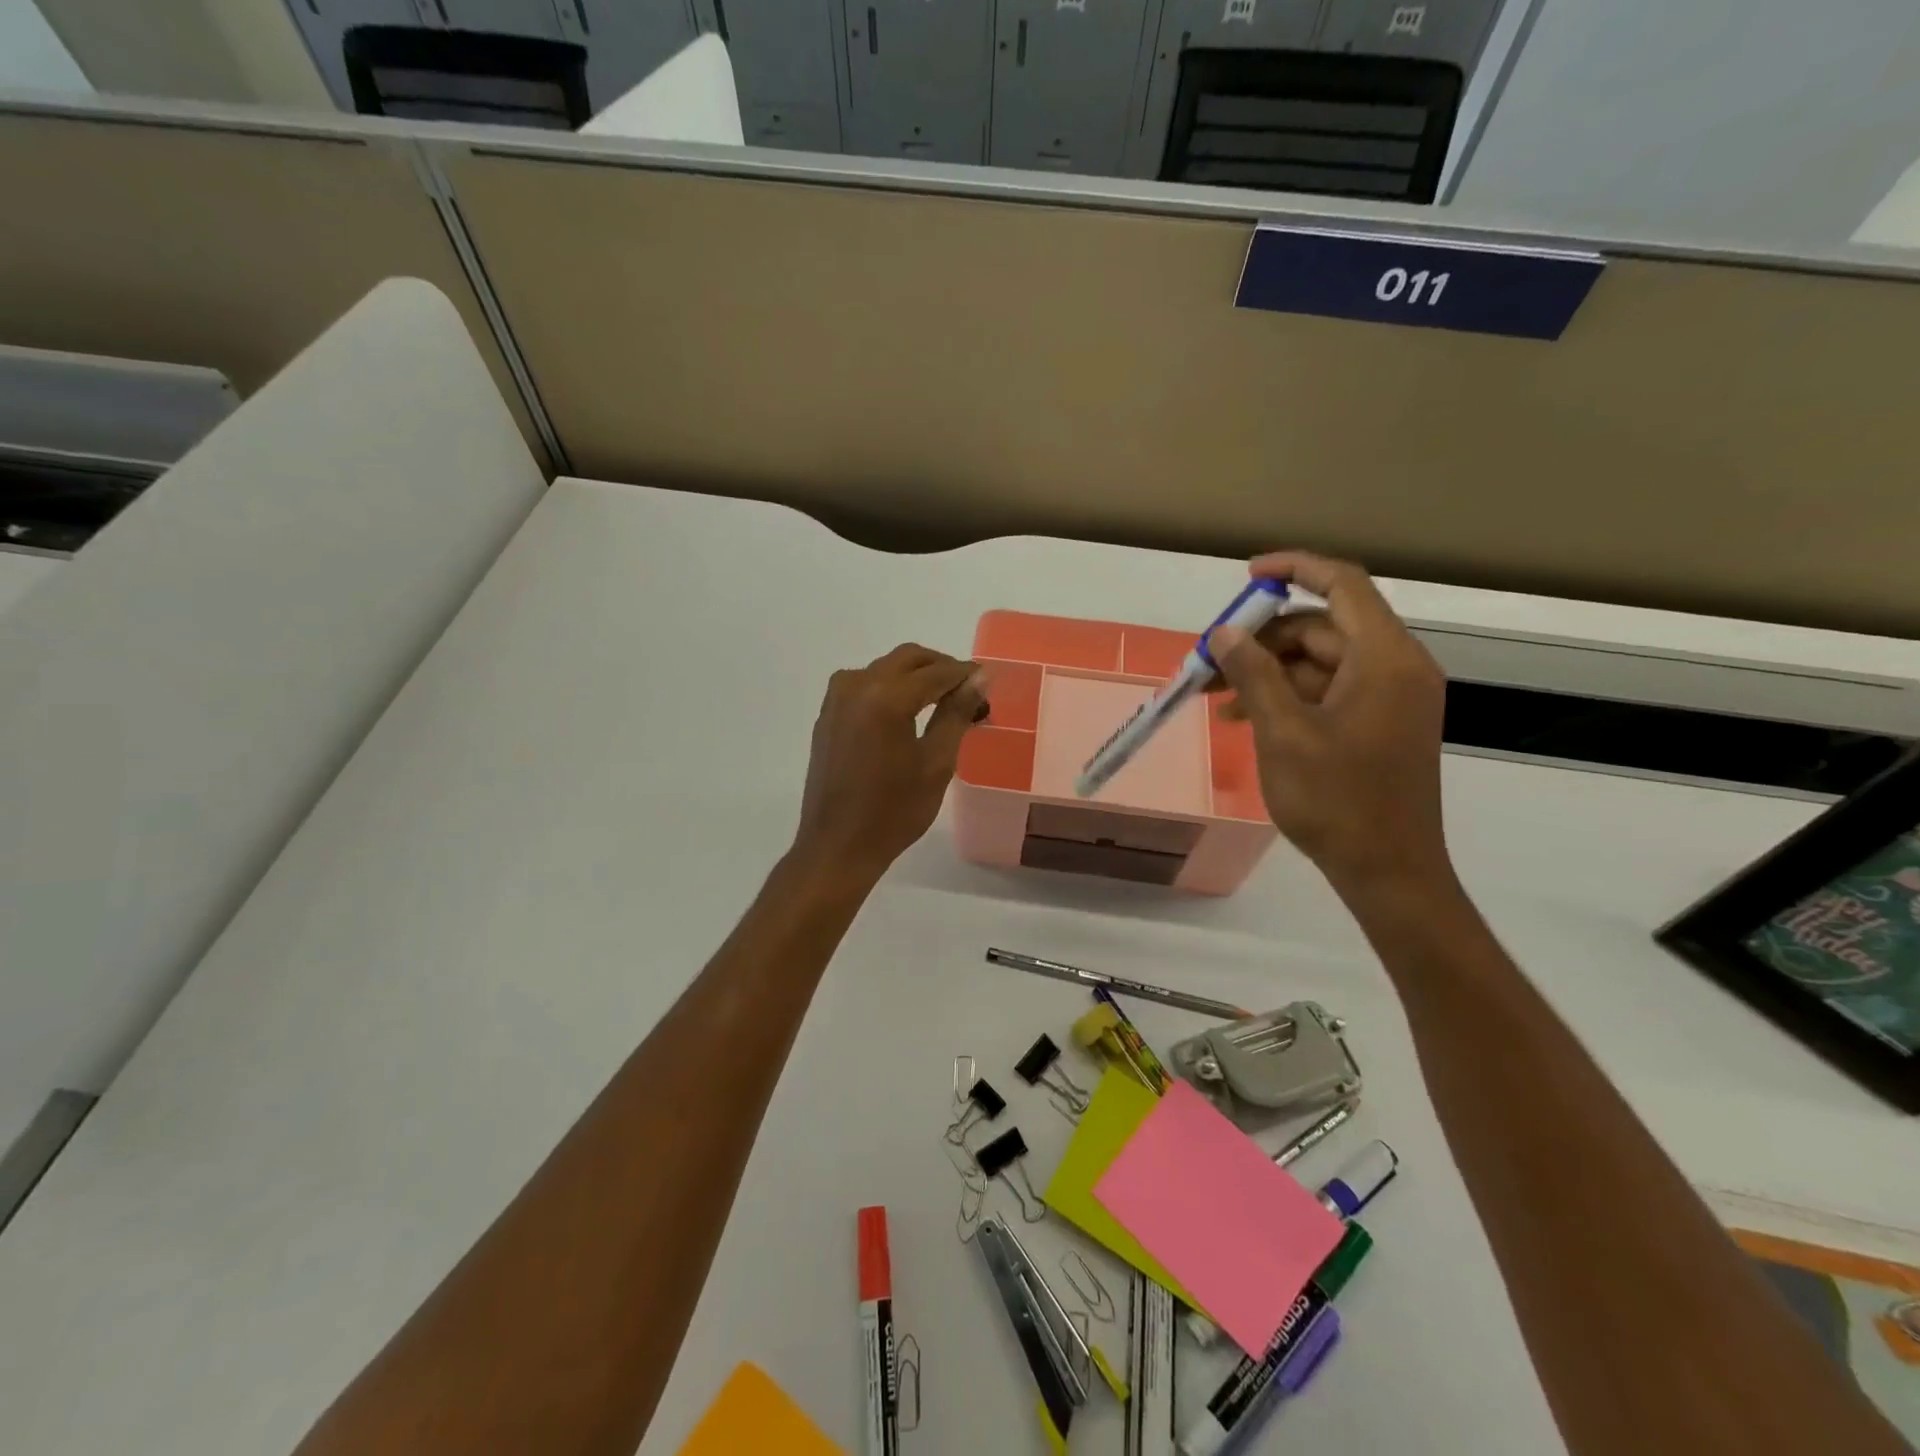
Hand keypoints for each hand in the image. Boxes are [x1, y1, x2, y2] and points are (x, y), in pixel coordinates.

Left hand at [790, 643, 986, 884]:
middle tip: (967, 692)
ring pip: (885, 668)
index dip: (965, 674)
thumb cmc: (894, 811)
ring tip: (942, 704)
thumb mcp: (936, 763)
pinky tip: (908, 713)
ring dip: (915, 676)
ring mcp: (837, 698)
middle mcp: (857, 685)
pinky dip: (891, 689)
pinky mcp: (827, 714)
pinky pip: (865, 685)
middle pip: (908, 659)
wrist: (838, 845)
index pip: (936, 672)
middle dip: (940, 668)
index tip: (987, 682)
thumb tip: (978, 679)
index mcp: (886, 697)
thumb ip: (956, 714)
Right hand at [1208, 551, 1451, 906]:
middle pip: (1323, 627)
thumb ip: (1254, 675)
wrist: (1388, 870)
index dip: (1294, 569)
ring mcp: (1390, 697)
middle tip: (1211, 660)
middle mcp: (1395, 667)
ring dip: (1268, 671)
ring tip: (1216, 697)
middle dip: (1264, 638)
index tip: (1247, 578)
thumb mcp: (1284, 734)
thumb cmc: (1337, 800)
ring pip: (1320, 661)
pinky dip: (1288, 696)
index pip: (1342, 584)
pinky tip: (1244, 717)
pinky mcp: (1380, 723)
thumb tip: (1225, 632)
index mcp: (1384, 658)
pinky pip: (1329, 690)